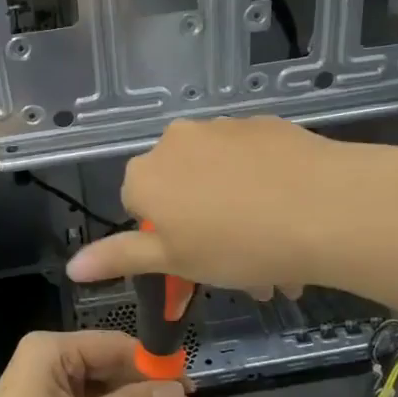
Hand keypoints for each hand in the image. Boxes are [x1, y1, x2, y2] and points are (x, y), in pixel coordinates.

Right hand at [67, 115, 381, 296]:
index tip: (194, 261)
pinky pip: (254, 162)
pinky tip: (293, 220)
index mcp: (147, 174)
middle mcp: (178, 140)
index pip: (137, 204)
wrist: (324, 208)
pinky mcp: (265, 124)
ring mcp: (224, 127)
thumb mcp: (175, 261)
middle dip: (205, 230)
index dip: (164, 237)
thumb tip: (73, 265)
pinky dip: (264, 189)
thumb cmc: (237, 245)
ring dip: (238, 214)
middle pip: (182, 189)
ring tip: (277, 258)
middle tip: (239, 272)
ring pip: (221, 178)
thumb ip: (121, 258)